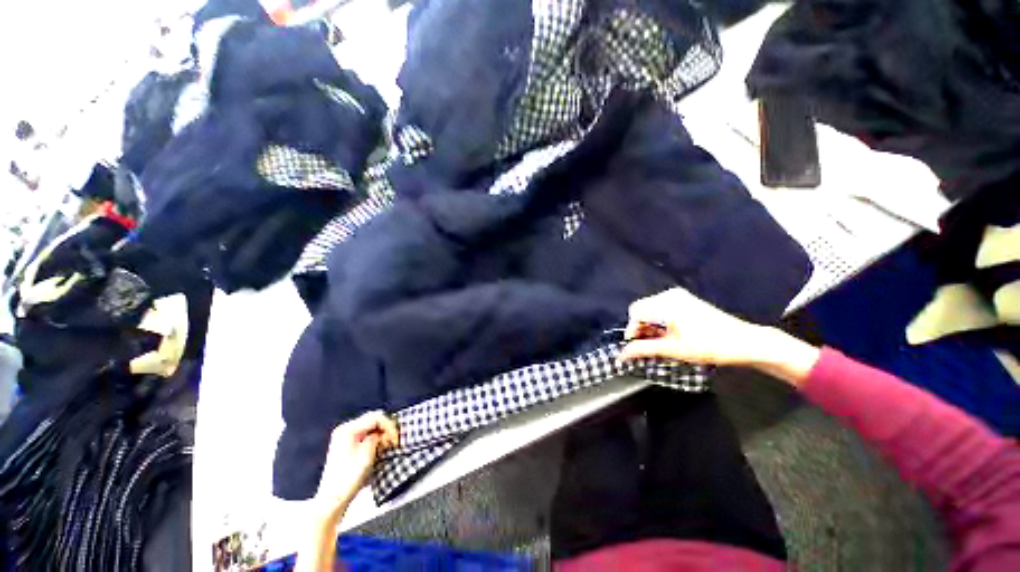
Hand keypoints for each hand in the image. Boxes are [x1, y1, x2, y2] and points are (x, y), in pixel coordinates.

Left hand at [314, 411, 399, 514]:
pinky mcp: (347, 442)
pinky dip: (376, 436)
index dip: (390, 425)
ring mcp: (345, 435)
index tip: (396, 439)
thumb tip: (382, 432)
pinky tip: (379, 446)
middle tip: (394, 441)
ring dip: (382, 432)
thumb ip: (376, 438)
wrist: (332, 499)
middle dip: (386, 427)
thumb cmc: (349, 478)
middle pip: (373, 418)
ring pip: (371, 425)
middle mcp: (345, 428)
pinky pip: (366, 432)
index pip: (376, 417)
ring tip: (388, 444)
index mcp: (348, 429)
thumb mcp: (367, 456)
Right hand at [619, 287, 766, 366]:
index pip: (635, 313)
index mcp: (666, 303)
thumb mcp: (673, 350)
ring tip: (661, 343)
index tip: (637, 348)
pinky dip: (659, 322)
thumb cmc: (708, 346)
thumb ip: (643, 350)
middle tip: (649, 347)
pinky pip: (661, 308)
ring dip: (650, 326)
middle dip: (641, 328)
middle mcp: (669, 295)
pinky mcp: (685, 300)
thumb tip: (620, 355)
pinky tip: (669, 334)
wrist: (744, 342)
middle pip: (641, 310)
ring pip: (650, 309)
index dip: (632, 331)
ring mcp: (678, 296)